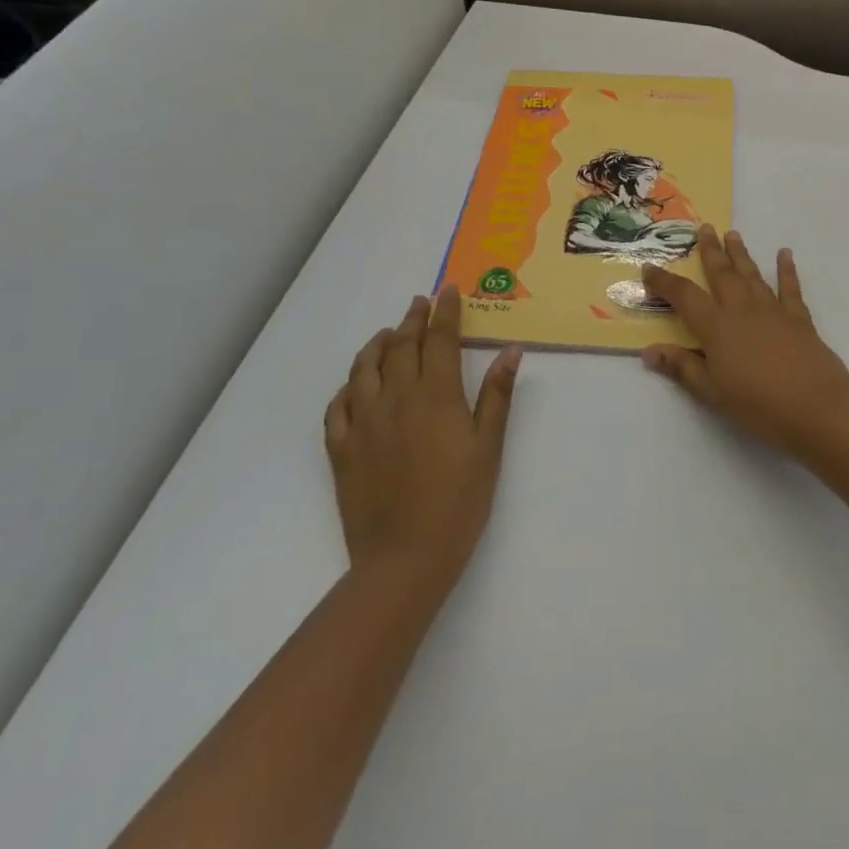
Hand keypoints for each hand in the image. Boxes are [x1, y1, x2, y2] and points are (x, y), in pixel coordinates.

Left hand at [324, 286, 520, 583]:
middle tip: (421, 302)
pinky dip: (348, 386)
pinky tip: (355, 384)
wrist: (404, 559)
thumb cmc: (459, 501)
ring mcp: (363, 423)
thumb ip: (496, 395)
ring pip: (364, 369)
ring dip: (377, 344)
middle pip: (402, 346)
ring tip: (388, 334)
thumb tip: (511, 352)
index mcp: (434, 395)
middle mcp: (394, 398)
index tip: (448, 289)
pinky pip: (337, 406)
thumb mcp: (489, 447)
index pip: (439, 339)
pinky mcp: (341, 449)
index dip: (445, 311)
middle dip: (414, 319)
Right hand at [641, 226, 848, 453]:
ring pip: (752, 275)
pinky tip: (785, 254)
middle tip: (704, 228)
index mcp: (716, 327)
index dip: (664, 281)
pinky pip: (790, 288)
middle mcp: (742, 310)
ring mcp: (772, 310)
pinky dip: (786, 270)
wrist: (817, 407)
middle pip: (722, 274)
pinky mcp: (799, 318)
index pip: (684, 297)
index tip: (650, 266)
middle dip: (710, 251)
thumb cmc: (758, 405)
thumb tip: (649, 351)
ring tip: (733, 234)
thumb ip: (682, 368)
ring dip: (741, 254)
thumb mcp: (712, 392)